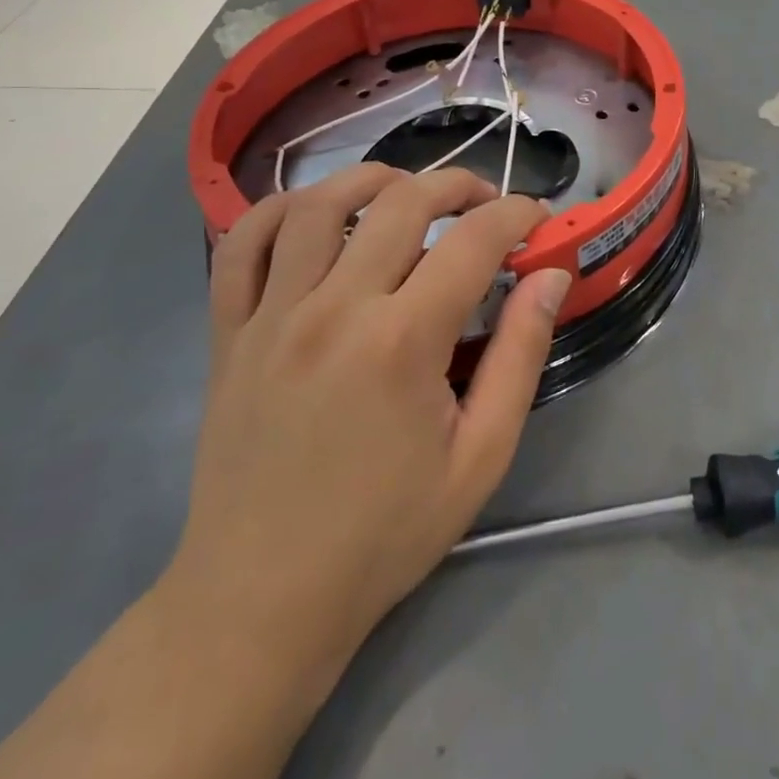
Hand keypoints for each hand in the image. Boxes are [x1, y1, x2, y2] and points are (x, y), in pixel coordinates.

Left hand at [163, 164, 571, 676]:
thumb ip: (521, 354)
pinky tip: (311, 213)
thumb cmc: (385, 533)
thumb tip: (550, 276)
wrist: (261, 599)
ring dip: (371, 178)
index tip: (537, 219)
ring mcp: (272, 316)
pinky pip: (240, 245)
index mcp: (402, 342)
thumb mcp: (481, 455)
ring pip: (317, 205)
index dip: (516, 215)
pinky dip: (276, 210)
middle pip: (401, 203)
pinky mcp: (229, 333)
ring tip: (405, 191)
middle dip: (457, 185)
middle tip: (486, 202)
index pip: (474, 241)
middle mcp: (334, 309)